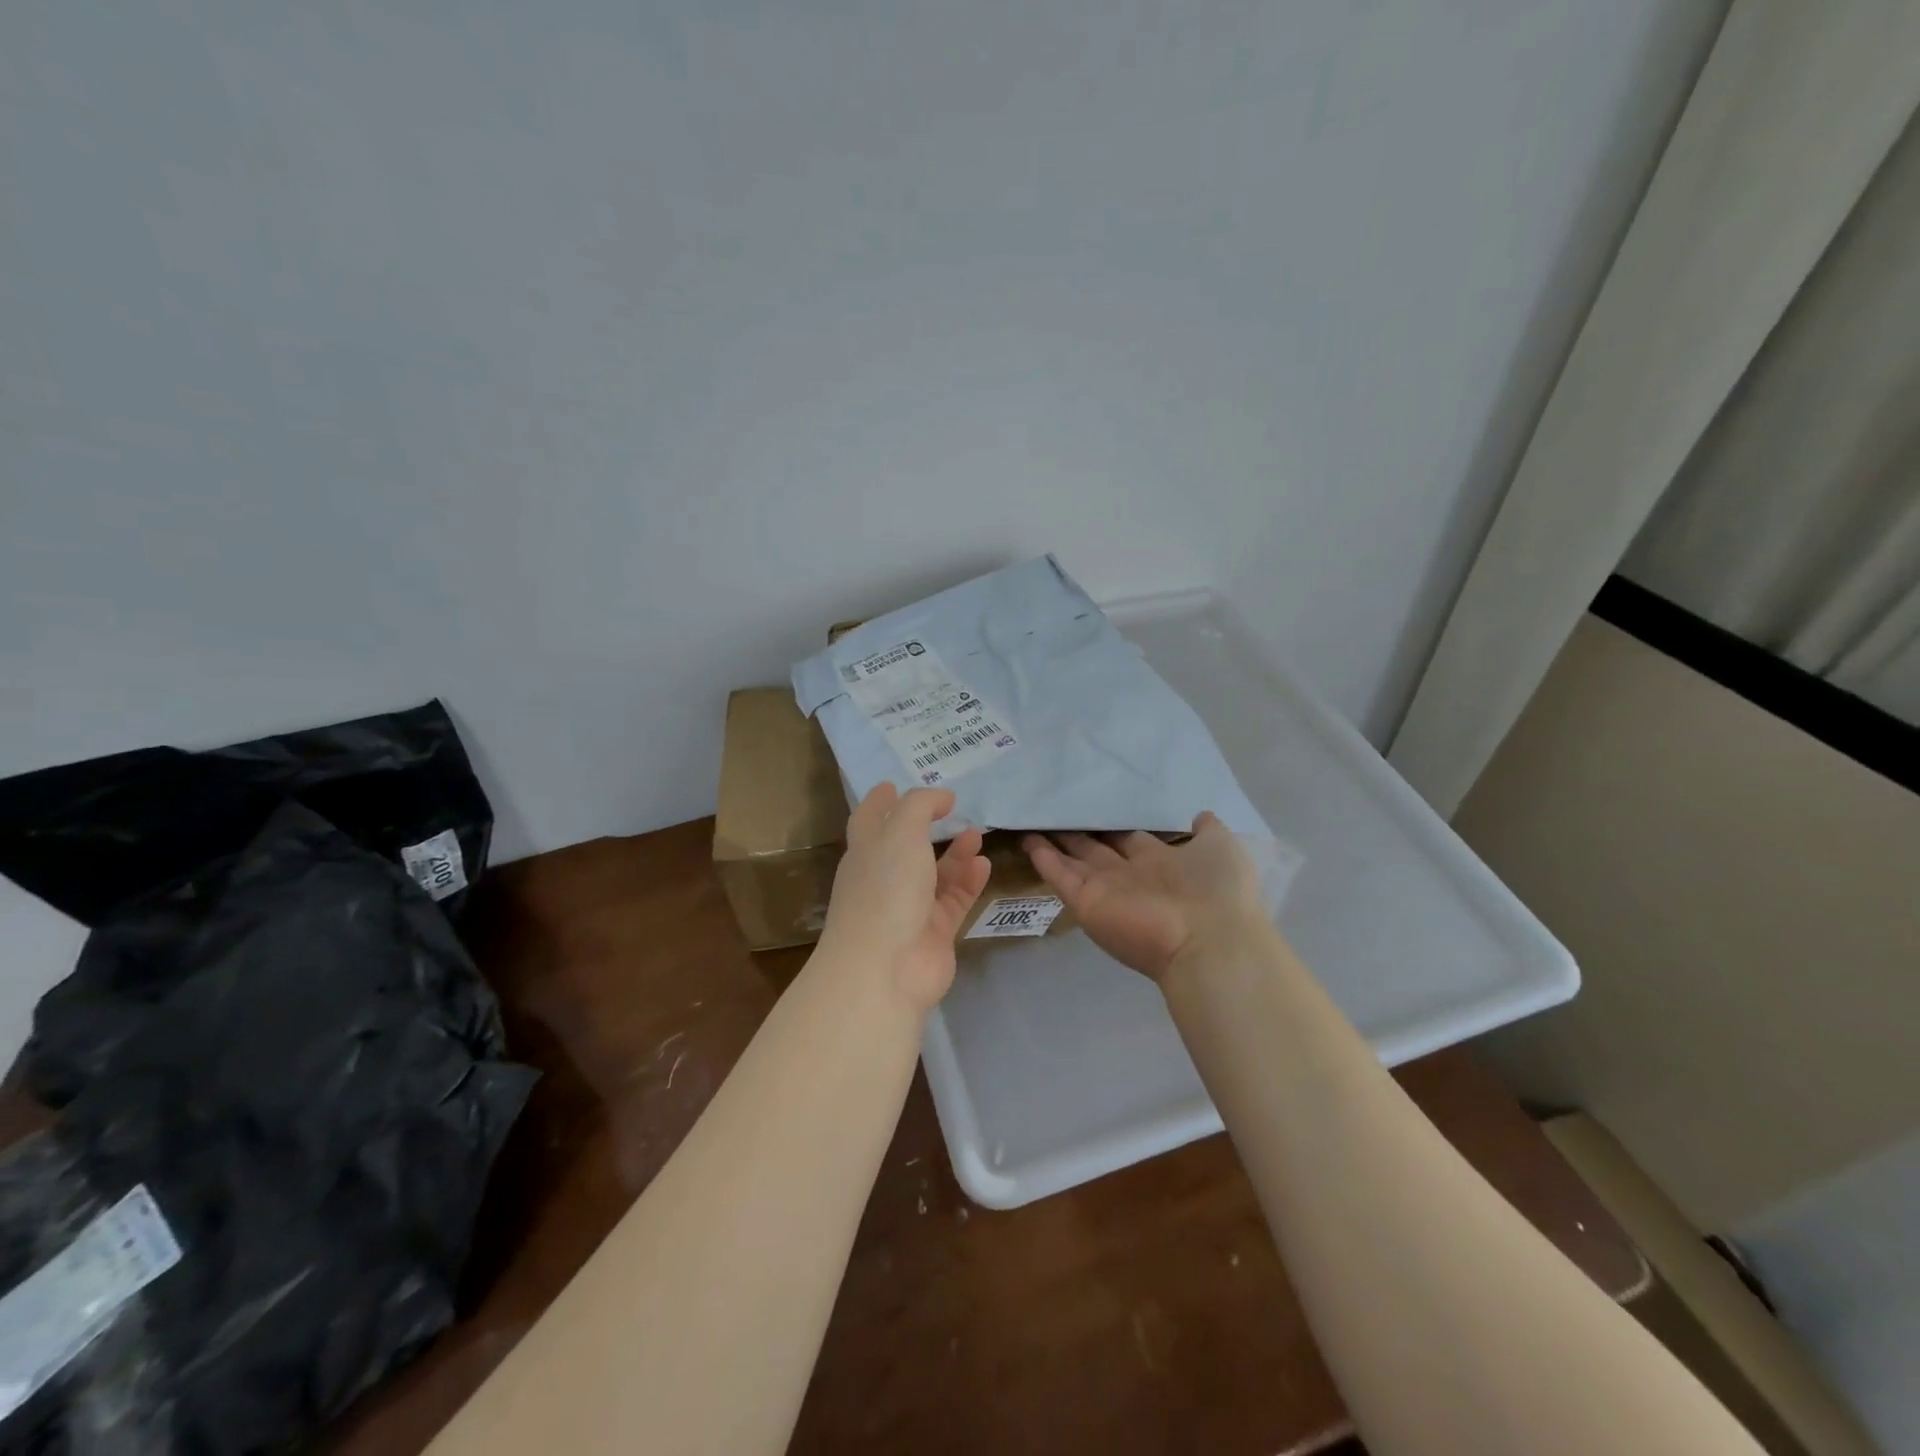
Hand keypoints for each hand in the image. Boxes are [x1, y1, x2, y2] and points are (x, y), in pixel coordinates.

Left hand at [819, 784, 991, 1010]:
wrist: (885, 969)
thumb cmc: (885, 889)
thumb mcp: (900, 832)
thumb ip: (921, 806)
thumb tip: (941, 797)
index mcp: (865, 852)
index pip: (868, 819)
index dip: (879, 801)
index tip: (891, 785)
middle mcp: (884, 879)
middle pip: (904, 846)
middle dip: (924, 827)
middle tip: (950, 809)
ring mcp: (909, 908)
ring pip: (935, 874)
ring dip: (956, 853)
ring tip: (978, 835)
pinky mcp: (934, 933)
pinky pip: (954, 900)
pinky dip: (969, 882)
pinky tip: (984, 865)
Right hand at [1024, 813, 1266, 982]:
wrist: (1209, 941)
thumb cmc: (1218, 890)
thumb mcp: (1221, 847)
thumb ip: (1206, 830)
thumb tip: (1197, 815)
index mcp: (1163, 863)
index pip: (1131, 839)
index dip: (1114, 826)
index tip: (1098, 807)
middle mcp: (1132, 876)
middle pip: (1099, 850)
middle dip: (1081, 833)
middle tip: (1058, 810)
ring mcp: (1107, 890)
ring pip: (1075, 861)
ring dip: (1056, 843)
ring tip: (1034, 821)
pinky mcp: (1086, 903)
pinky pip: (1060, 876)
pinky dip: (1043, 858)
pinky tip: (1027, 838)